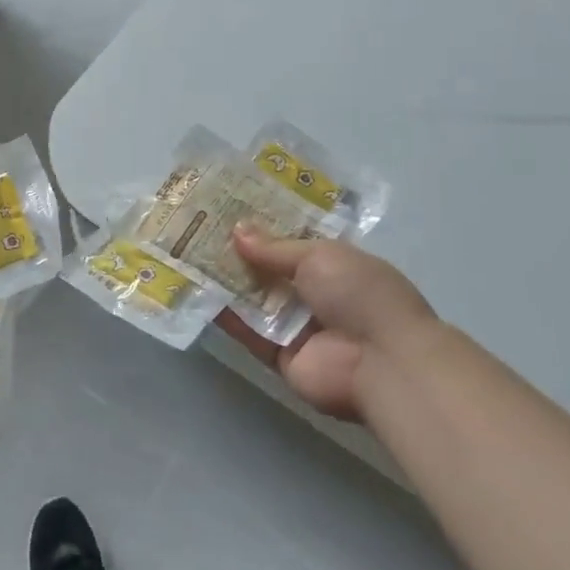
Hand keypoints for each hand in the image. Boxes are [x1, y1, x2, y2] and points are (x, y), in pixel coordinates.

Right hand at [217, 228, 442, 422]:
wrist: (381, 361)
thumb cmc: (359, 293)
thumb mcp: (319, 255)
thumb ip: (274, 248)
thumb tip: (237, 230)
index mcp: (334, 263)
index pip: (293, 241)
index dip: (264, 227)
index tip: (229, 209)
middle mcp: (315, 293)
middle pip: (270, 271)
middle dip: (239, 253)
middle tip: (198, 231)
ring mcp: (297, 326)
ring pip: (255, 300)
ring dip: (227, 282)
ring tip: (188, 256)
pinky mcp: (280, 357)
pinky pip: (249, 334)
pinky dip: (227, 317)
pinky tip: (198, 294)